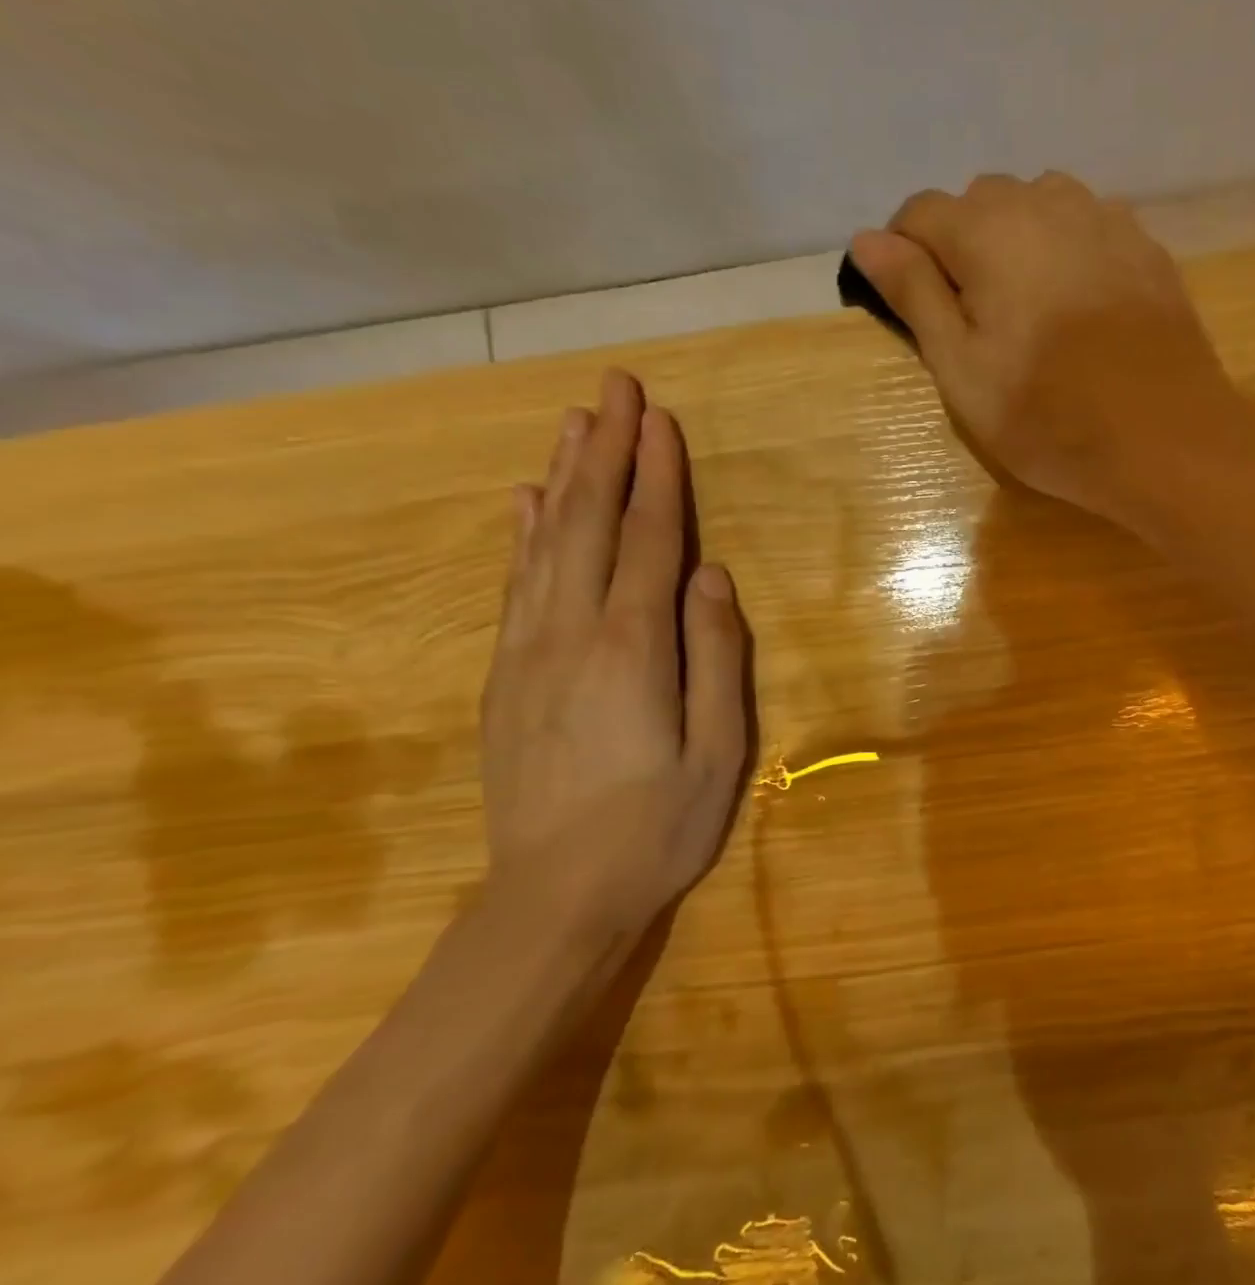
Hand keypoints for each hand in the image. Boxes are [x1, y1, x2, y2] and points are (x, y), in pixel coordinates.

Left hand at [480, 370, 748, 946]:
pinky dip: (524, 535)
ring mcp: (530, 652)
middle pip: (590, 522)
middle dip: (606, 450)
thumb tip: (712, 576)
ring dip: (563, 476)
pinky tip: (526, 502)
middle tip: (616, 388)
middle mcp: (573, 632)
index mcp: (634, 648)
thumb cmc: (659, 827)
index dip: (657, 476)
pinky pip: (516, 586)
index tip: (660, 419)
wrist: (555, 897)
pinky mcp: (506, 676)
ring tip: (573, 421)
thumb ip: (718, 657)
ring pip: (546, 543)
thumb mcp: (719, 752)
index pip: (649, 540)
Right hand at [847, 171, 1244, 528]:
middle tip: (973, 324)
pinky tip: (1076, 305)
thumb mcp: (962, 369)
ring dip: (1014, 244)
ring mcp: (1103, 218)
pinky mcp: (1144, 246)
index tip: (911, 308)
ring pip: (1036, 207)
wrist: (1164, 440)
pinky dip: (1064, 252)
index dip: (903, 255)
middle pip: (978, 203)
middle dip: (961, 249)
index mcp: (987, 231)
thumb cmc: (1047, 418)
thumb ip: (914, 295)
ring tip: (1025, 311)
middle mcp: (1044, 203)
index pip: (919, 213)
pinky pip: (1085, 227)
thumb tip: (867, 239)